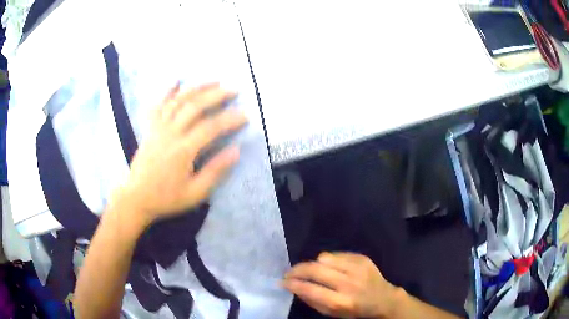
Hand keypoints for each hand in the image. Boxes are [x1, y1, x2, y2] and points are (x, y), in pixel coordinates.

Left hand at [112, 83, 246, 227]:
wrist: (137, 198)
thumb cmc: (167, 198)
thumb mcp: (195, 193)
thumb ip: (215, 171)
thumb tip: (236, 151)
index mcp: (183, 150)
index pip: (211, 127)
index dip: (230, 119)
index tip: (245, 115)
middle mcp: (170, 133)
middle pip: (195, 106)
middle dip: (216, 95)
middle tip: (233, 89)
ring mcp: (158, 128)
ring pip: (178, 100)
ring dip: (197, 88)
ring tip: (213, 81)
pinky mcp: (150, 128)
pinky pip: (158, 105)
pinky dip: (167, 91)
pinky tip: (177, 80)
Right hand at [283, 252, 400, 317]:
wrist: (383, 299)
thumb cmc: (355, 310)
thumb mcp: (332, 313)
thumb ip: (312, 301)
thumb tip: (294, 287)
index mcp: (341, 301)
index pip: (311, 289)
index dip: (293, 284)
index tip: (282, 282)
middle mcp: (349, 283)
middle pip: (316, 269)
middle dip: (297, 270)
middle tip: (289, 272)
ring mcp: (357, 268)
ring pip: (324, 257)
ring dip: (313, 264)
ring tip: (313, 270)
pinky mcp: (362, 258)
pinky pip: (336, 254)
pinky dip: (328, 260)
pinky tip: (330, 267)